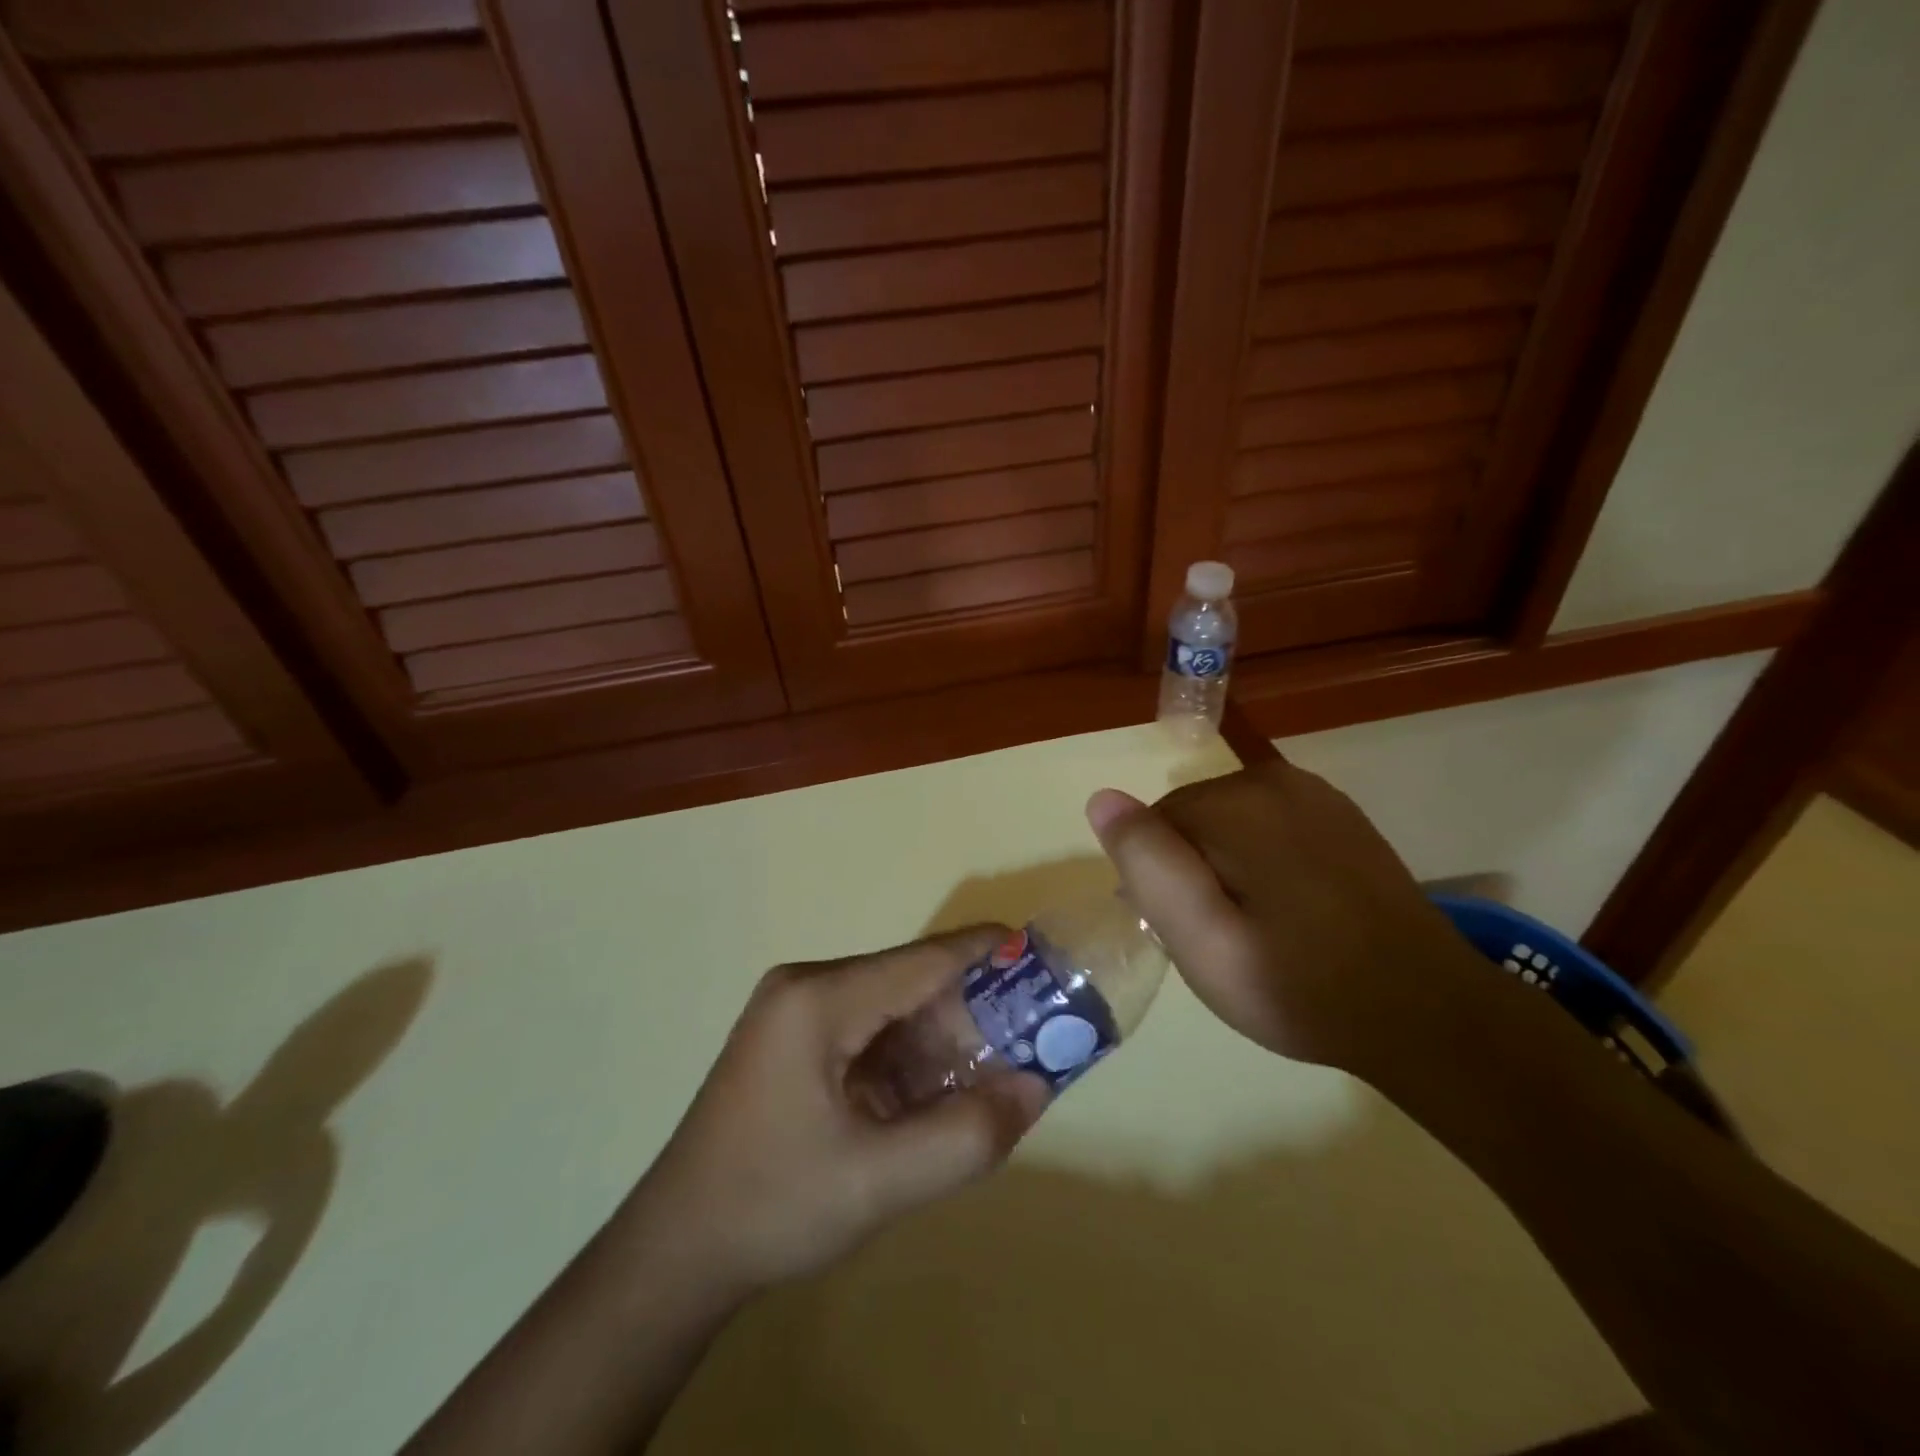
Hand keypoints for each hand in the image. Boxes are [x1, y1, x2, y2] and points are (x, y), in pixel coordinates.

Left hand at [635, 928, 1049, 1294]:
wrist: (675, 1251)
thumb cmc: (772, 1207)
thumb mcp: (879, 1182)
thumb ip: (966, 1136)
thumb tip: (1037, 1087)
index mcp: (819, 999)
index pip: (924, 960)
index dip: (988, 955)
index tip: (1045, 961)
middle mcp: (807, 986)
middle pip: (910, 981)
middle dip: (971, 1010)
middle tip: (1030, 1041)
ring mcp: (796, 1010)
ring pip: (893, 1008)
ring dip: (942, 1039)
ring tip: (992, 1074)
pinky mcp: (794, 1038)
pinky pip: (870, 1030)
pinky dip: (909, 1057)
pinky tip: (935, 1094)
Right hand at [1085, 759, 1487, 1079]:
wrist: (1427, 1013)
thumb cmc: (1300, 986)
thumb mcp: (1203, 940)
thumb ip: (1149, 865)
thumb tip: (1102, 798)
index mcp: (1238, 803)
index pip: (1154, 825)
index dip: (1159, 882)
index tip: (1187, 934)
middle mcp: (1275, 779)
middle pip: (1191, 818)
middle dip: (1191, 870)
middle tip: (1223, 938)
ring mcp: (1316, 794)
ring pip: (1228, 822)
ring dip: (1226, 866)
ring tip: (1258, 927)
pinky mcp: (1341, 815)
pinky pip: (1268, 826)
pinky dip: (1262, 861)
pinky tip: (1291, 908)